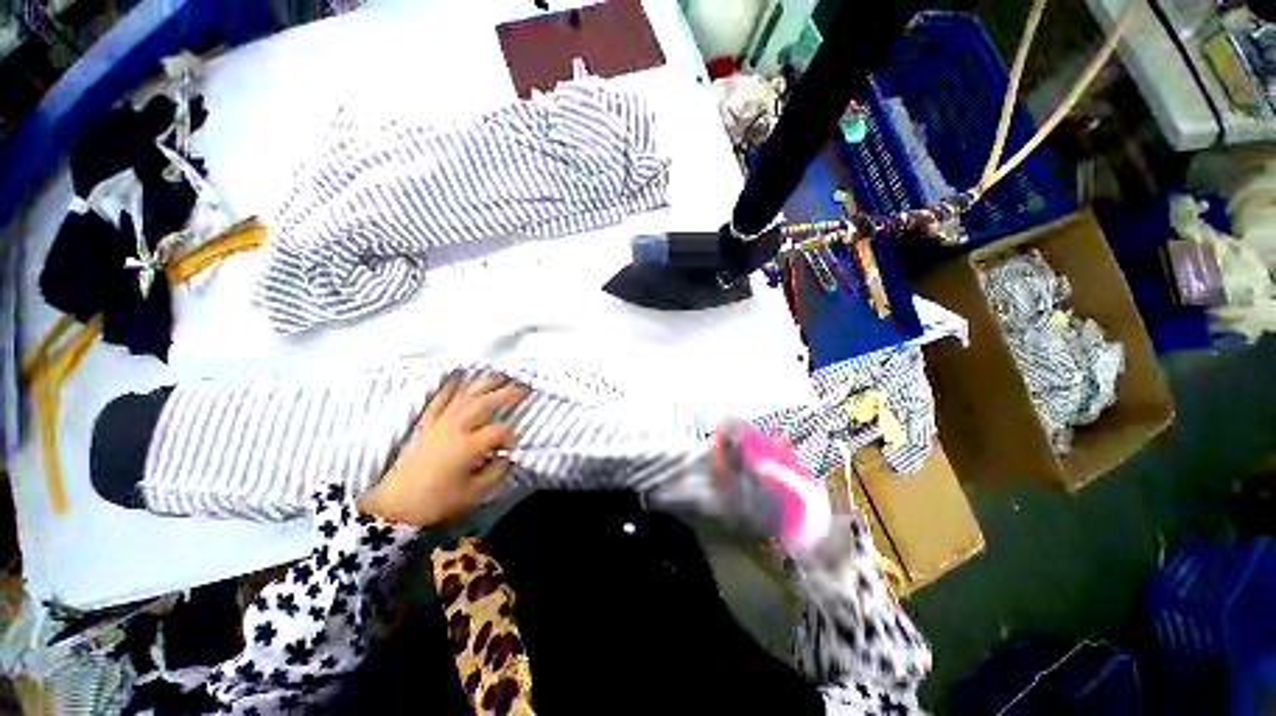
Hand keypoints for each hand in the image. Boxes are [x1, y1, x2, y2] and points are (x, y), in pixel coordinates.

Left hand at [358, 372, 528, 525]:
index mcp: (469, 445)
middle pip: (484, 403)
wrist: (395, 507)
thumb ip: (496, 471)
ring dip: (484, 383)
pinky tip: (459, 375)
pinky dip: (449, 386)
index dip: (510, 437)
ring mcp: (439, 424)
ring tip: (500, 374)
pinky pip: (438, 400)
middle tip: (524, 386)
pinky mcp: (426, 425)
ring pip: (464, 396)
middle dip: (507, 393)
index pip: (499, 431)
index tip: (511, 449)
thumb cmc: (438, 502)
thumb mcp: (475, 493)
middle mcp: (455, 428)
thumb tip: (506, 456)